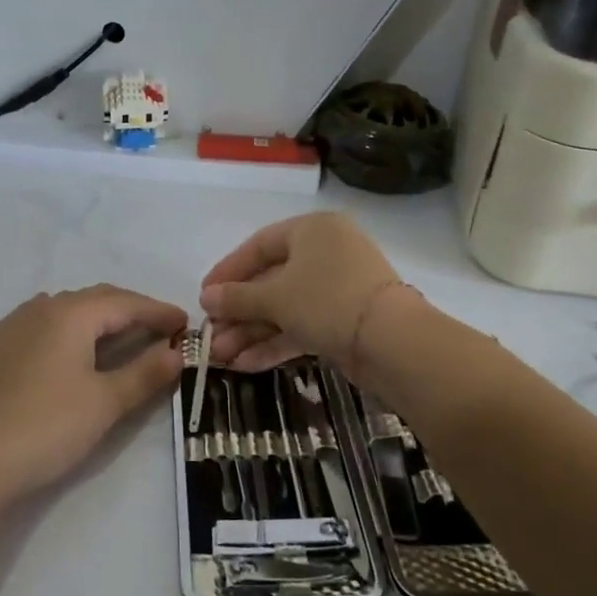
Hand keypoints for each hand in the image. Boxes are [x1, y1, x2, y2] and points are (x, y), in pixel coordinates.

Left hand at [0, 284, 186, 499]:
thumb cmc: (47, 425)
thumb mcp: (106, 401)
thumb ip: (145, 373)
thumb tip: (178, 353)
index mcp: (70, 312)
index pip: (125, 302)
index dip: (158, 311)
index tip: (187, 322)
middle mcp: (43, 308)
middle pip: (98, 299)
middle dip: (134, 311)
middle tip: (164, 331)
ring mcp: (19, 327)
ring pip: (72, 310)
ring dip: (104, 319)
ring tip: (128, 337)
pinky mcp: (4, 350)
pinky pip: (51, 325)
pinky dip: (78, 330)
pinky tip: (79, 346)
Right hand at [200, 213, 399, 372]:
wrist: (392, 342)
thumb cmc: (327, 300)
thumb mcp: (275, 297)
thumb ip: (237, 298)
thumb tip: (206, 299)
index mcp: (312, 230)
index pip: (259, 245)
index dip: (228, 271)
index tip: (204, 296)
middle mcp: (326, 253)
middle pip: (270, 280)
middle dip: (239, 312)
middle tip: (211, 335)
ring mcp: (337, 289)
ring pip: (285, 308)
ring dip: (252, 332)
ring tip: (221, 358)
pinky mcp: (344, 320)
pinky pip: (301, 326)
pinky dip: (275, 343)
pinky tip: (246, 365)